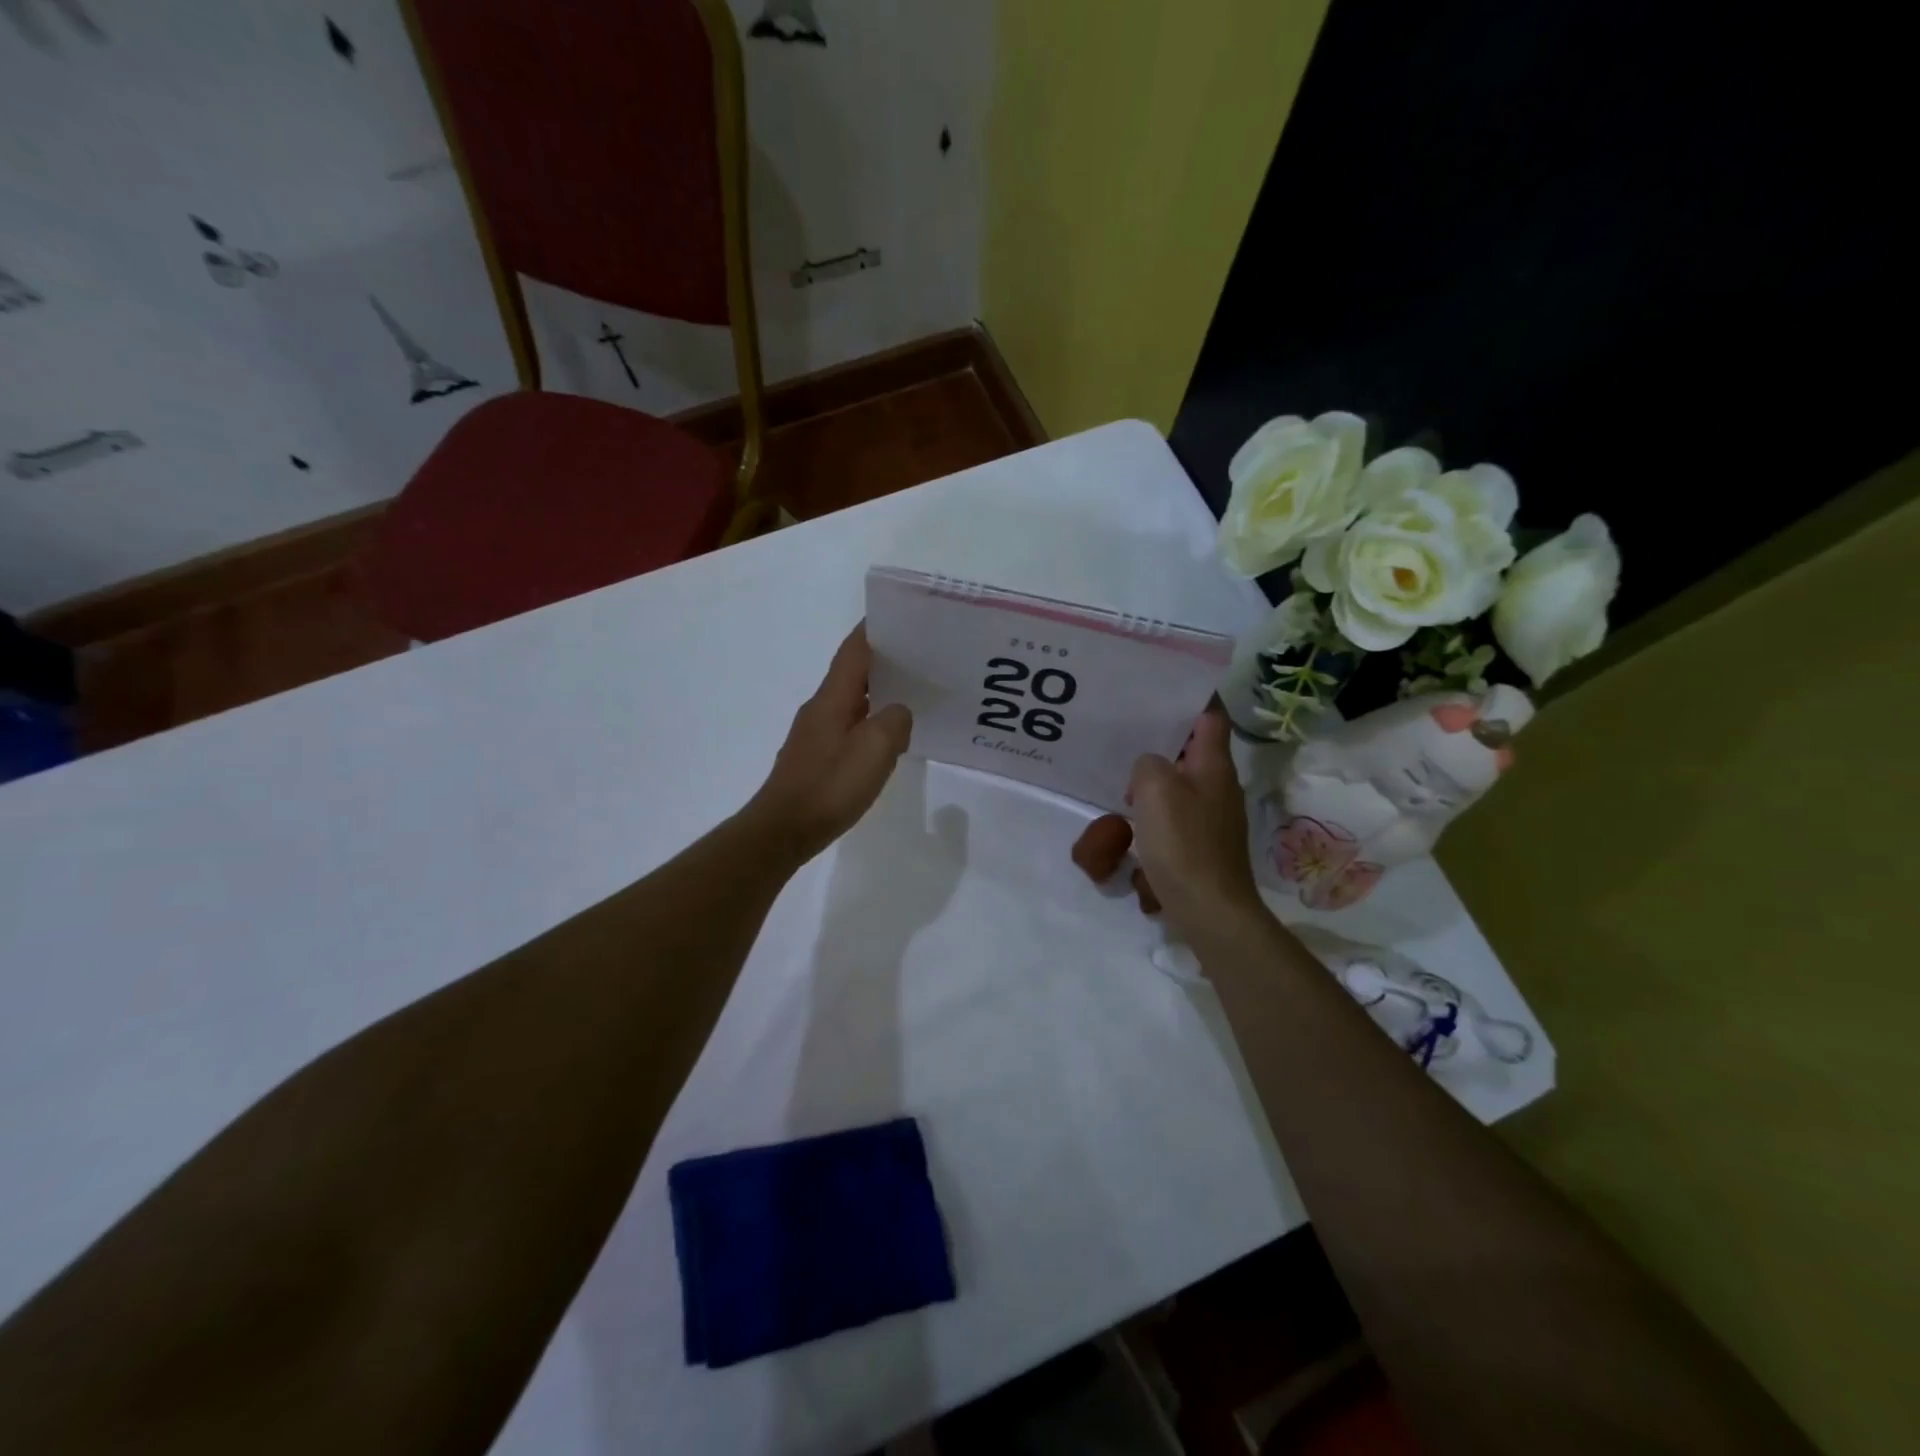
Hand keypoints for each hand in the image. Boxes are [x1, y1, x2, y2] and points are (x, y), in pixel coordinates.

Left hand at [747, 623, 912, 862]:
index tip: (901, 617)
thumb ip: (895, 722)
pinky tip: (887, 737)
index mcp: (833, 698)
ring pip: (851, 700)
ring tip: (912, 693)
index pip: (854, 650)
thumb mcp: (875, 750)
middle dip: (883, 660)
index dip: (875, 630)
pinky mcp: (816, 757)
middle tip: (919, 657)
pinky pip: (849, 726)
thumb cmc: (829, 786)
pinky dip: (870, 720)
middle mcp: (820, 708)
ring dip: (878, 692)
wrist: (784, 829)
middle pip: (853, 672)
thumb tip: (899, 713)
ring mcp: (815, 733)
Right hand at [1127, 709, 1263, 939]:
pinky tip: (1134, 813)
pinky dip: (1158, 804)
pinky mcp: (1204, 842)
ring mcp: (1215, 816)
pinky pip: (1179, 810)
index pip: (1211, 716)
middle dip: (1166, 736)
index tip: (1166, 684)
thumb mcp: (1155, 789)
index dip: (1194, 696)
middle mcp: (1220, 785)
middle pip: (1196, 748)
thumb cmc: (1183, 842)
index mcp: (1215, 765)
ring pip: (1185, 780)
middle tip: (1130, 726)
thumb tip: (1150, 768)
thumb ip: (1148, 763)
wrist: (1209, 908)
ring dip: (1158, 774)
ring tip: (1124, 771)